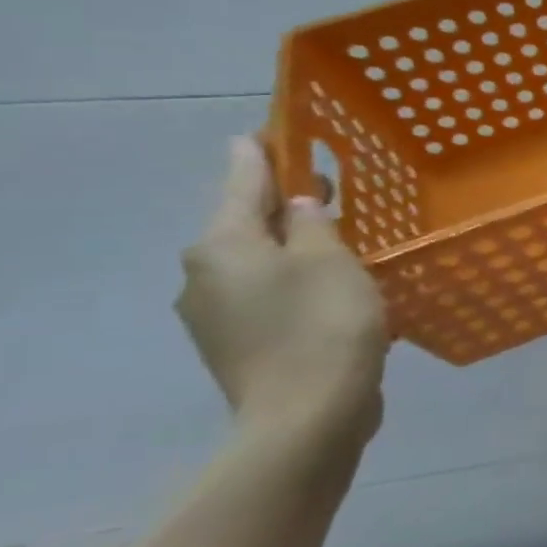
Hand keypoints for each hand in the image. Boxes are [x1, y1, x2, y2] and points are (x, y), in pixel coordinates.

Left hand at [176, 137, 389, 453]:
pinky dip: (298, 282)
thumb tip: (296, 204)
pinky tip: (335, 289)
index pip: (241, 181)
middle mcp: (204, 275)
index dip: (262, 153)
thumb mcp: (331, 260)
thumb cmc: (324, 325)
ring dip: (295, 247)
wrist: (308, 415)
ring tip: (342, 241)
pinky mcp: (240, 346)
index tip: (273, 130)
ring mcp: (216, 316)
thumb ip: (312, 223)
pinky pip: (269, 296)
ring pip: (260, 263)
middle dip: (285, 204)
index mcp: (222, 246)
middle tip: (328, 187)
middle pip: (247, 224)